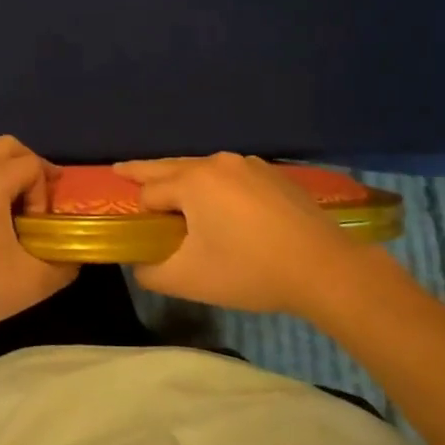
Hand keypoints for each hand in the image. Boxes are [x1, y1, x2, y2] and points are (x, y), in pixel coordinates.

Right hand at [113, 153, 367, 317]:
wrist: (324, 268)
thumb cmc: (249, 270)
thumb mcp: (189, 280)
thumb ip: (151, 272)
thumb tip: (140, 264)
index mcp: (193, 181)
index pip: (149, 191)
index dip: (139, 211)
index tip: (131, 223)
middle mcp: (217, 163)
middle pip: (171, 166)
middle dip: (144, 171)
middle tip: (120, 170)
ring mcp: (250, 165)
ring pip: (203, 170)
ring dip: (184, 179)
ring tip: (172, 193)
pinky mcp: (274, 176)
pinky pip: (231, 177)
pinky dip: (215, 186)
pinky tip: (221, 205)